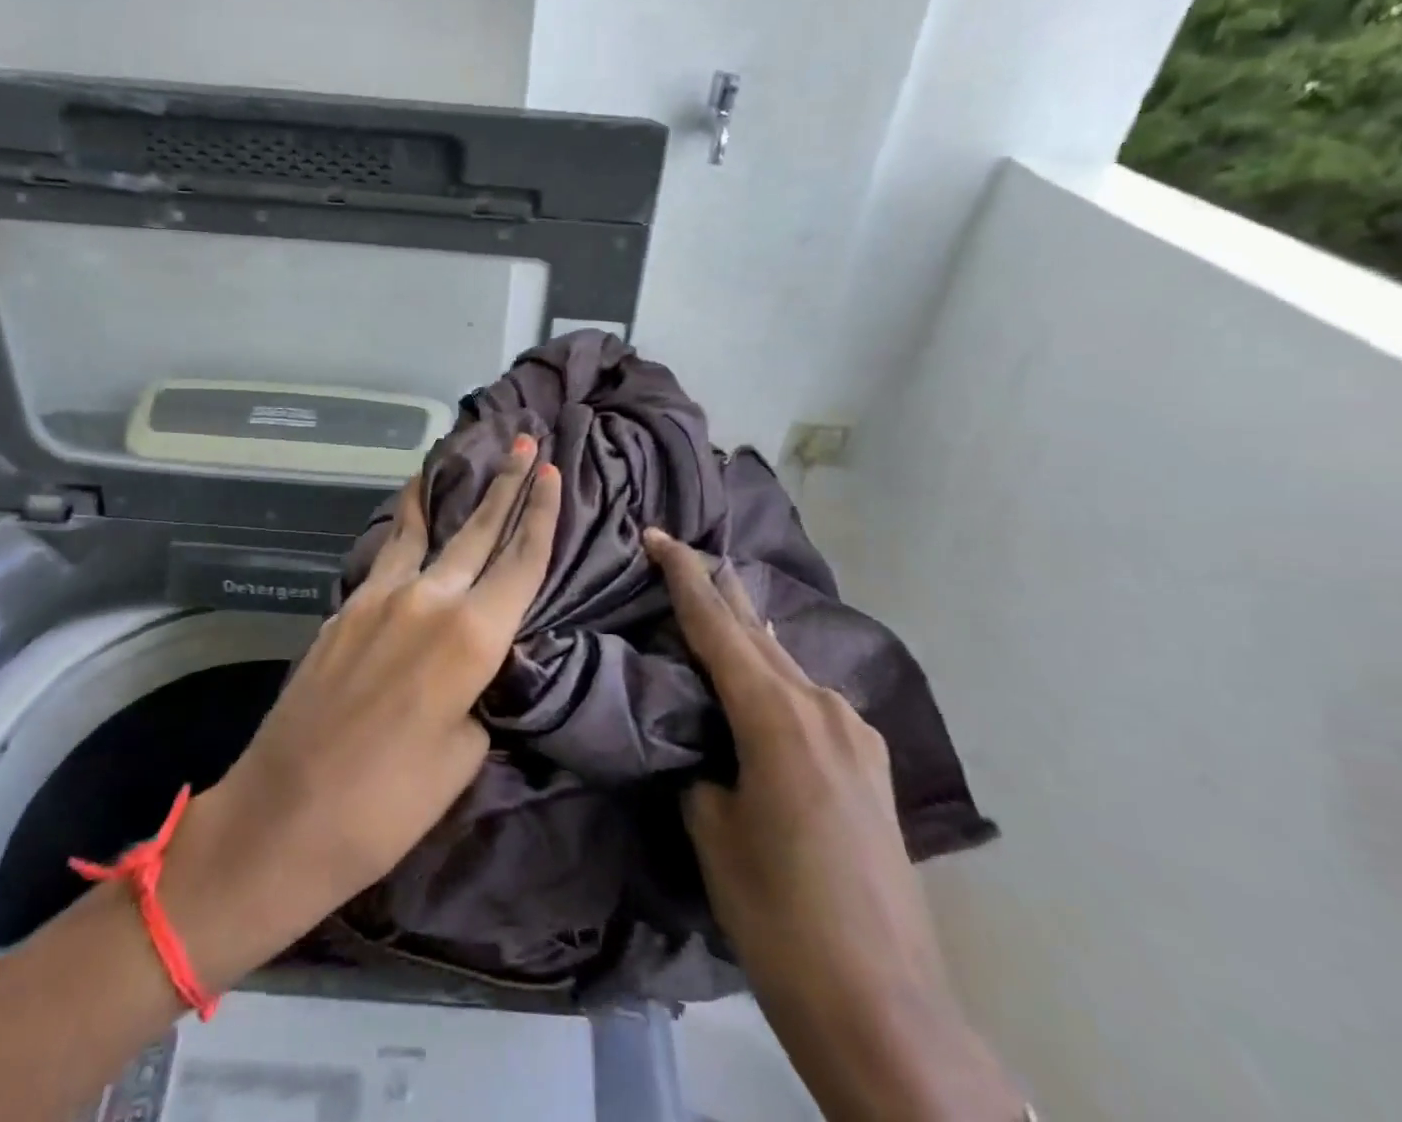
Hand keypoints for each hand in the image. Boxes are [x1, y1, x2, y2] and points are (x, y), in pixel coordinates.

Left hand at [160, 440, 560, 992]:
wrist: (285, 814)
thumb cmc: (388, 804)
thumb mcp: (464, 754)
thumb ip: (478, 692)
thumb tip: (473, 665)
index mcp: (472, 638)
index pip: (521, 560)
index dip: (542, 513)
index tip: (553, 470)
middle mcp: (429, 600)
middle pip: (478, 530)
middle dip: (507, 484)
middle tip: (525, 443)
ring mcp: (380, 598)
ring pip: (423, 529)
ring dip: (446, 492)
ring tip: (458, 455)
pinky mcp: (345, 608)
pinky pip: (388, 554)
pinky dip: (404, 524)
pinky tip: (408, 514)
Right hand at [644, 529, 1020, 1121]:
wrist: (886, 1008)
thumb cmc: (779, 916)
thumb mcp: (712, 830)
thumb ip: (700, 766)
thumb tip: (700, 744)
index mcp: (776, 716)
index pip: (716, 624)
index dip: (683, 575)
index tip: (657, 534)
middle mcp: (822, 707)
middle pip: (755, 631)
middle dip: (716, 590)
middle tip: (680, 553)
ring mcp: (854, 734)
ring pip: (784, 661)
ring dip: (746, 631)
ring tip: (716, 604)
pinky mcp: (868, 763)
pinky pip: (807, 695)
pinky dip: (773, 671)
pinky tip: (763, 675)